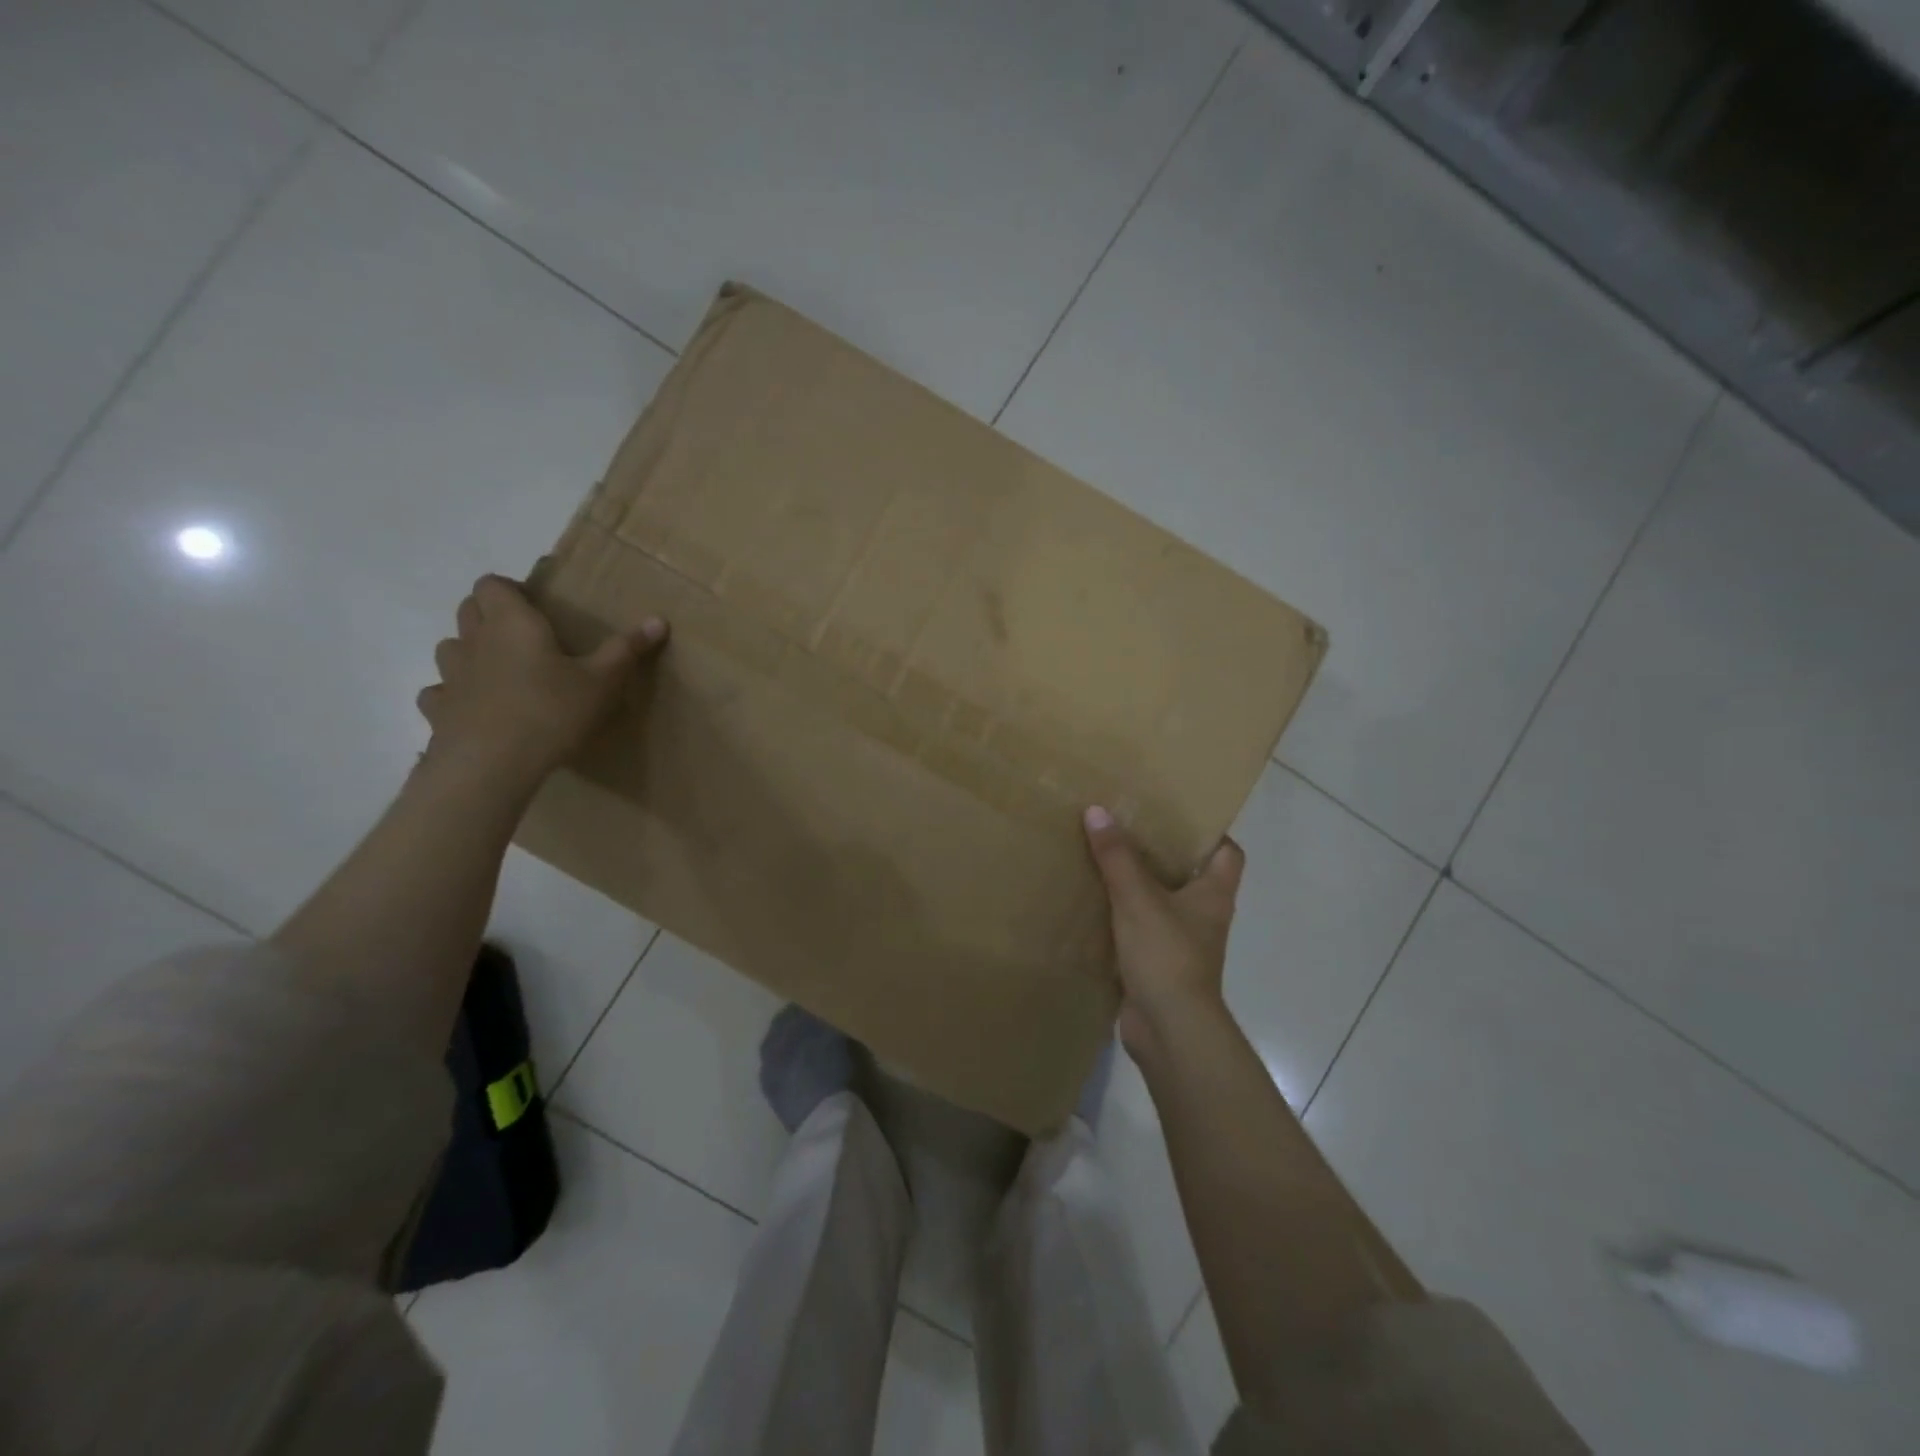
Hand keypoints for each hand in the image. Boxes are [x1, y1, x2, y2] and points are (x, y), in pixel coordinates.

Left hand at [416, 575, 666, 781]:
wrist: (492, 765)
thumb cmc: (552, 712)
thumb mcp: (602, 681)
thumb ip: (626, 649)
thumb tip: (658, 620)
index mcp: (513, 623)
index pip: (492, 584)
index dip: (510, 589)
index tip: (536, 607)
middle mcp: (475, 640)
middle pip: (468, 609)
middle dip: (490, 614)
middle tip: (526, 637)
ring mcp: (450, 675)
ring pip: (450, 647)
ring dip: (470, 650)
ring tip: (501, 671)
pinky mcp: (438, 710)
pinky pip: (440, 692)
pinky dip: (454, 694)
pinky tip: (476, 709)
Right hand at [1082, 806, 1244, 1063]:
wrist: (1170, 1029)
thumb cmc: (1166, 954)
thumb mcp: (1137, 897)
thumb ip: (1117, 856)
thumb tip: (1097, 811)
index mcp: (1214, 894)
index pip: (1229, 853)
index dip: (1210, 832)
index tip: (1177, 814)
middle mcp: (1205, 916)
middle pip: (1191, 874)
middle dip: (1163, 853)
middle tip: (1129, 828)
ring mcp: (1183, 943)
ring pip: (1163, 903)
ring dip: (1139, 885)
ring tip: (1106, 858)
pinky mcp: (1159, 965)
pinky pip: (1142, 930)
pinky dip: (1123, 918)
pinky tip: (1095, 904)